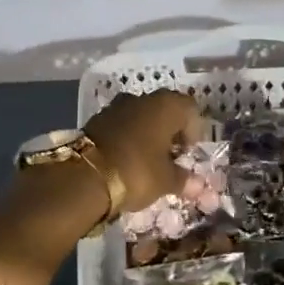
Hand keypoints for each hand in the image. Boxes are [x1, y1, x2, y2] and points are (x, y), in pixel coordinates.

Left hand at [85, 89, 207, 213]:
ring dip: (148, 134)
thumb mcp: (165, 180)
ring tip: (148, 161)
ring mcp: (117, 106)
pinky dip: (128, 137)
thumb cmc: (136, 171)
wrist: (84, 175)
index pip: (190, 109)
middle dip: (170, 132)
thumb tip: (199, 186)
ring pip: (141, 116)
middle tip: (170, 158)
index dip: (193, 131)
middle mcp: (142, 98)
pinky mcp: (97, 118)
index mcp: (165, 105)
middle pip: (165, 110)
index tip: (187, 154)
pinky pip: (121, 124)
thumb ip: (184, 180)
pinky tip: (127, 159)